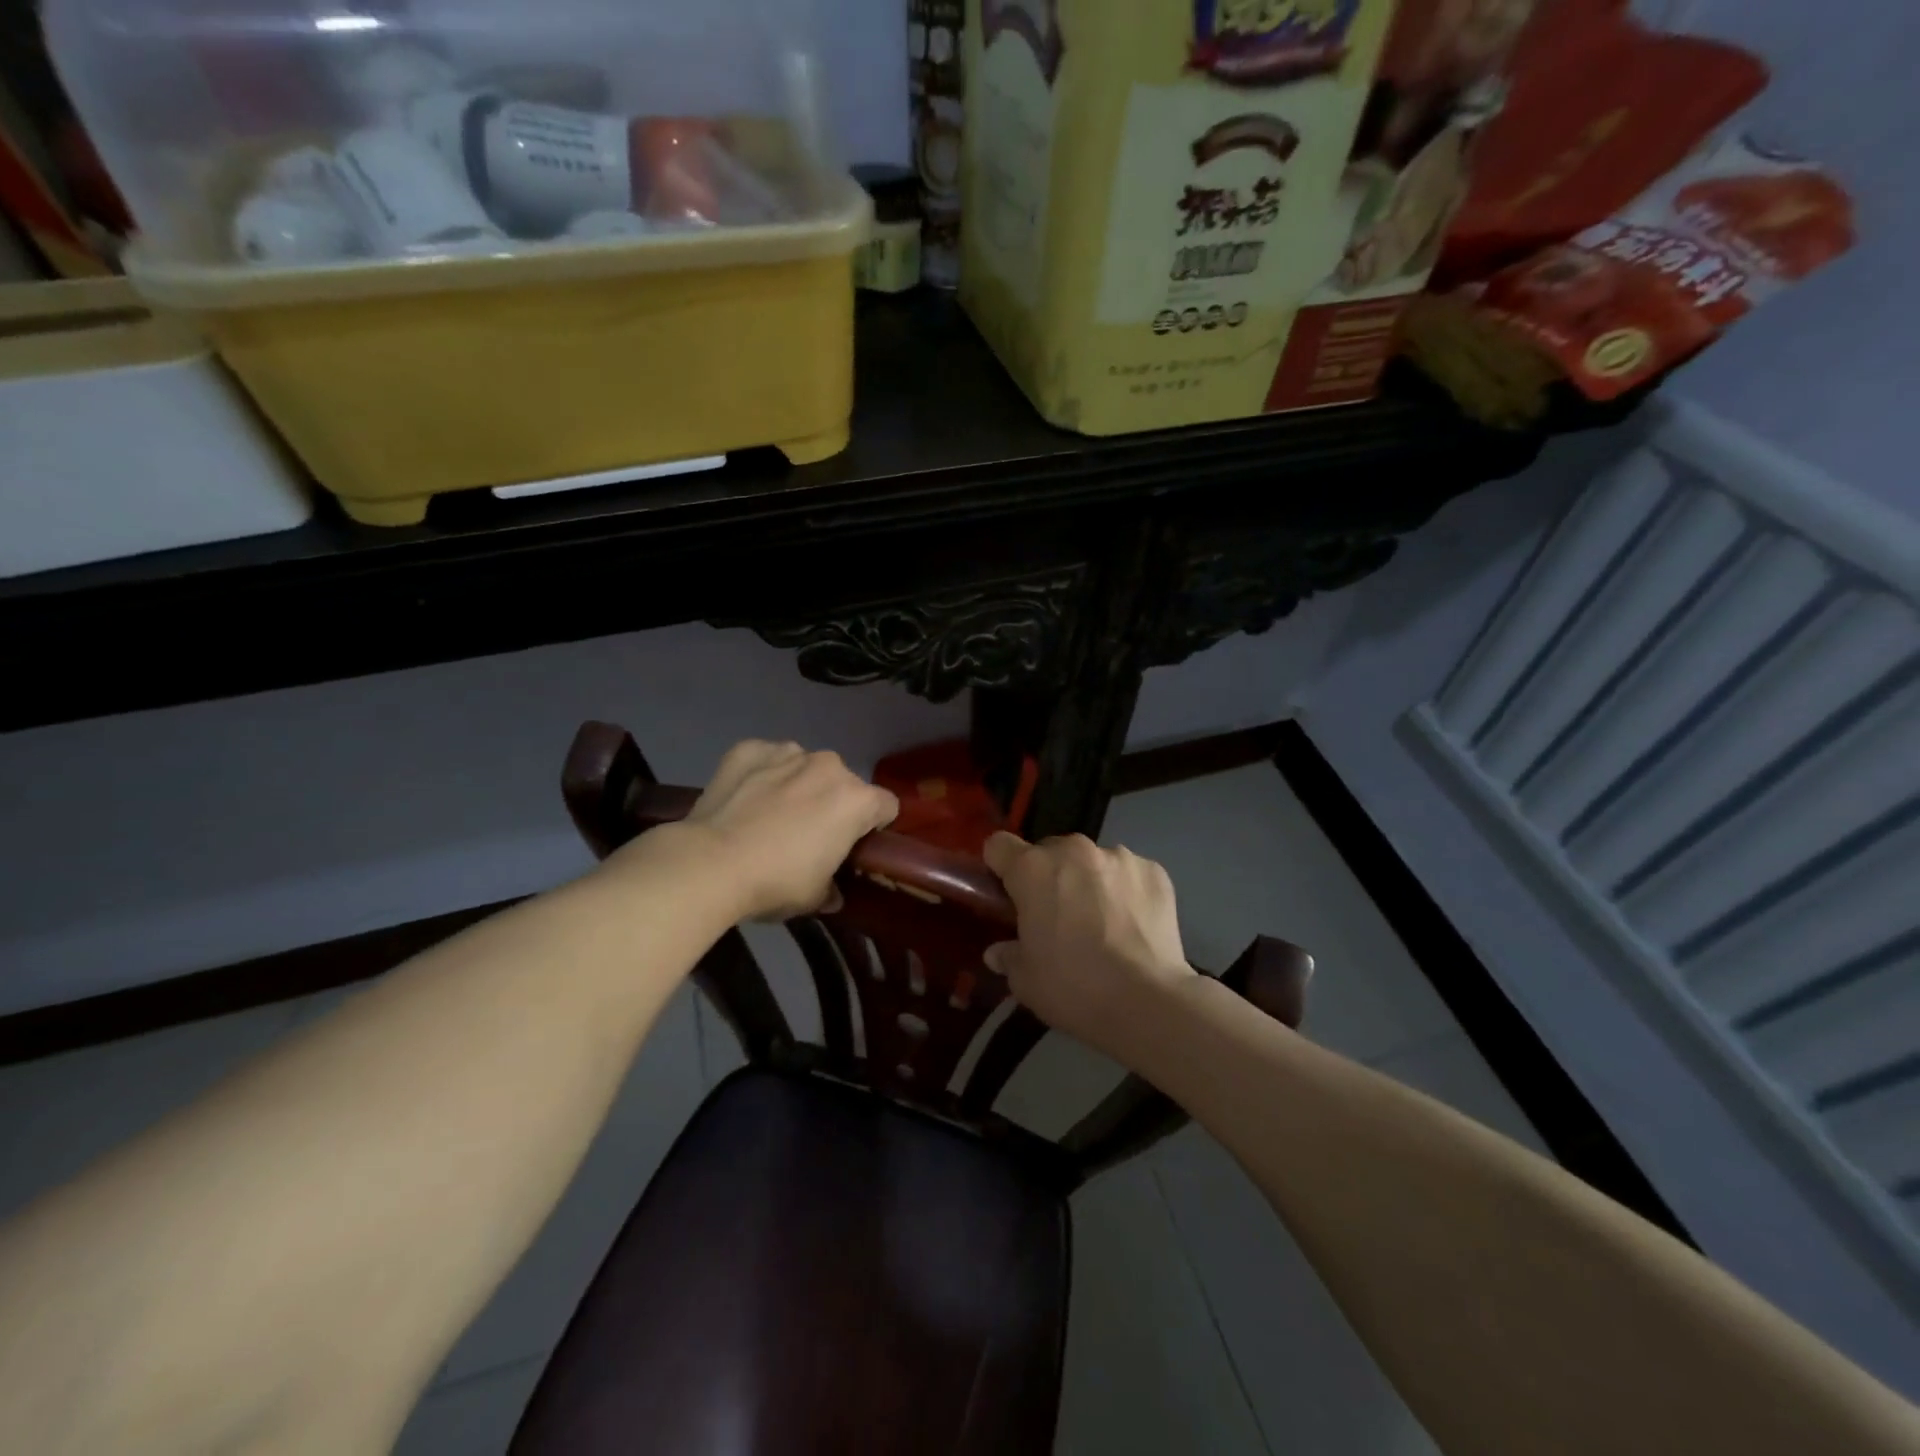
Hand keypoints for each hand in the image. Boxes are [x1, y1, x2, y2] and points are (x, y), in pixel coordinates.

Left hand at [653, 741, 897, 922]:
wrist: (710, 864)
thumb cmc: (775, 882)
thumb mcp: (815, 897)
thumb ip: (833, 888)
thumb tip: (833, 893)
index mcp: (856, 800)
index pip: (886, 806)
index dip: (874, 827)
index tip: (855, 846)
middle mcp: (828, 766)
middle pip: (844, 783)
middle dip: (833, 804)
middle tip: (809, 836)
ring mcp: (787, 753)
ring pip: (804, 767)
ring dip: (798, 785)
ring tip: (771, 815)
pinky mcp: (748, 749)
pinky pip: (766, 759)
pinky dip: (761, 774)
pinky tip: (744, 798)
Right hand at [982, 832, 1198, 1062]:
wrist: (1148, 1002)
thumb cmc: (1073, 988)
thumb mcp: (1025, 981)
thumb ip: (1008, 956)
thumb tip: (999, 951)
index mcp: (1033, 869)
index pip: (999, 845)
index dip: (1000, 867)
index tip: (1008, 894)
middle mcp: (1074, 851)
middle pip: (1049, 851)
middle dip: (1049, 877)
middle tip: (1056, 916)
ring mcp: (1118, 856)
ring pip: (1092, 861)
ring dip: (1089, 881)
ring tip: (1103, 923)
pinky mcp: (1154, 871)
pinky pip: (1129, 873)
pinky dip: (1126, 891)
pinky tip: (1133, 925)